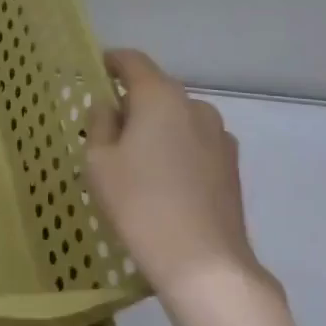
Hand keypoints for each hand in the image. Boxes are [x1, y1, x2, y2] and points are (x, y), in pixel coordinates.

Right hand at [84, 50, 280, 312]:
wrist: (205, 264)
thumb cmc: (139, 205)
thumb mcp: (99, 163)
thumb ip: (99, 124)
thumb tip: (108, 106)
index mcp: (160, 96)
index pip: (132, 61)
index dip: (110, 62)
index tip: (94, 71)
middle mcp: (195, 106)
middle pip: (156, 90)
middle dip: (131, 103)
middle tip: (106, 131)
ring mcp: (220, 136)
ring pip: (178, 119)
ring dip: (156, 128)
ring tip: (136, 163)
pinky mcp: (231, 166)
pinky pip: (195, 143)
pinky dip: (176, 150)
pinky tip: (164, 183)